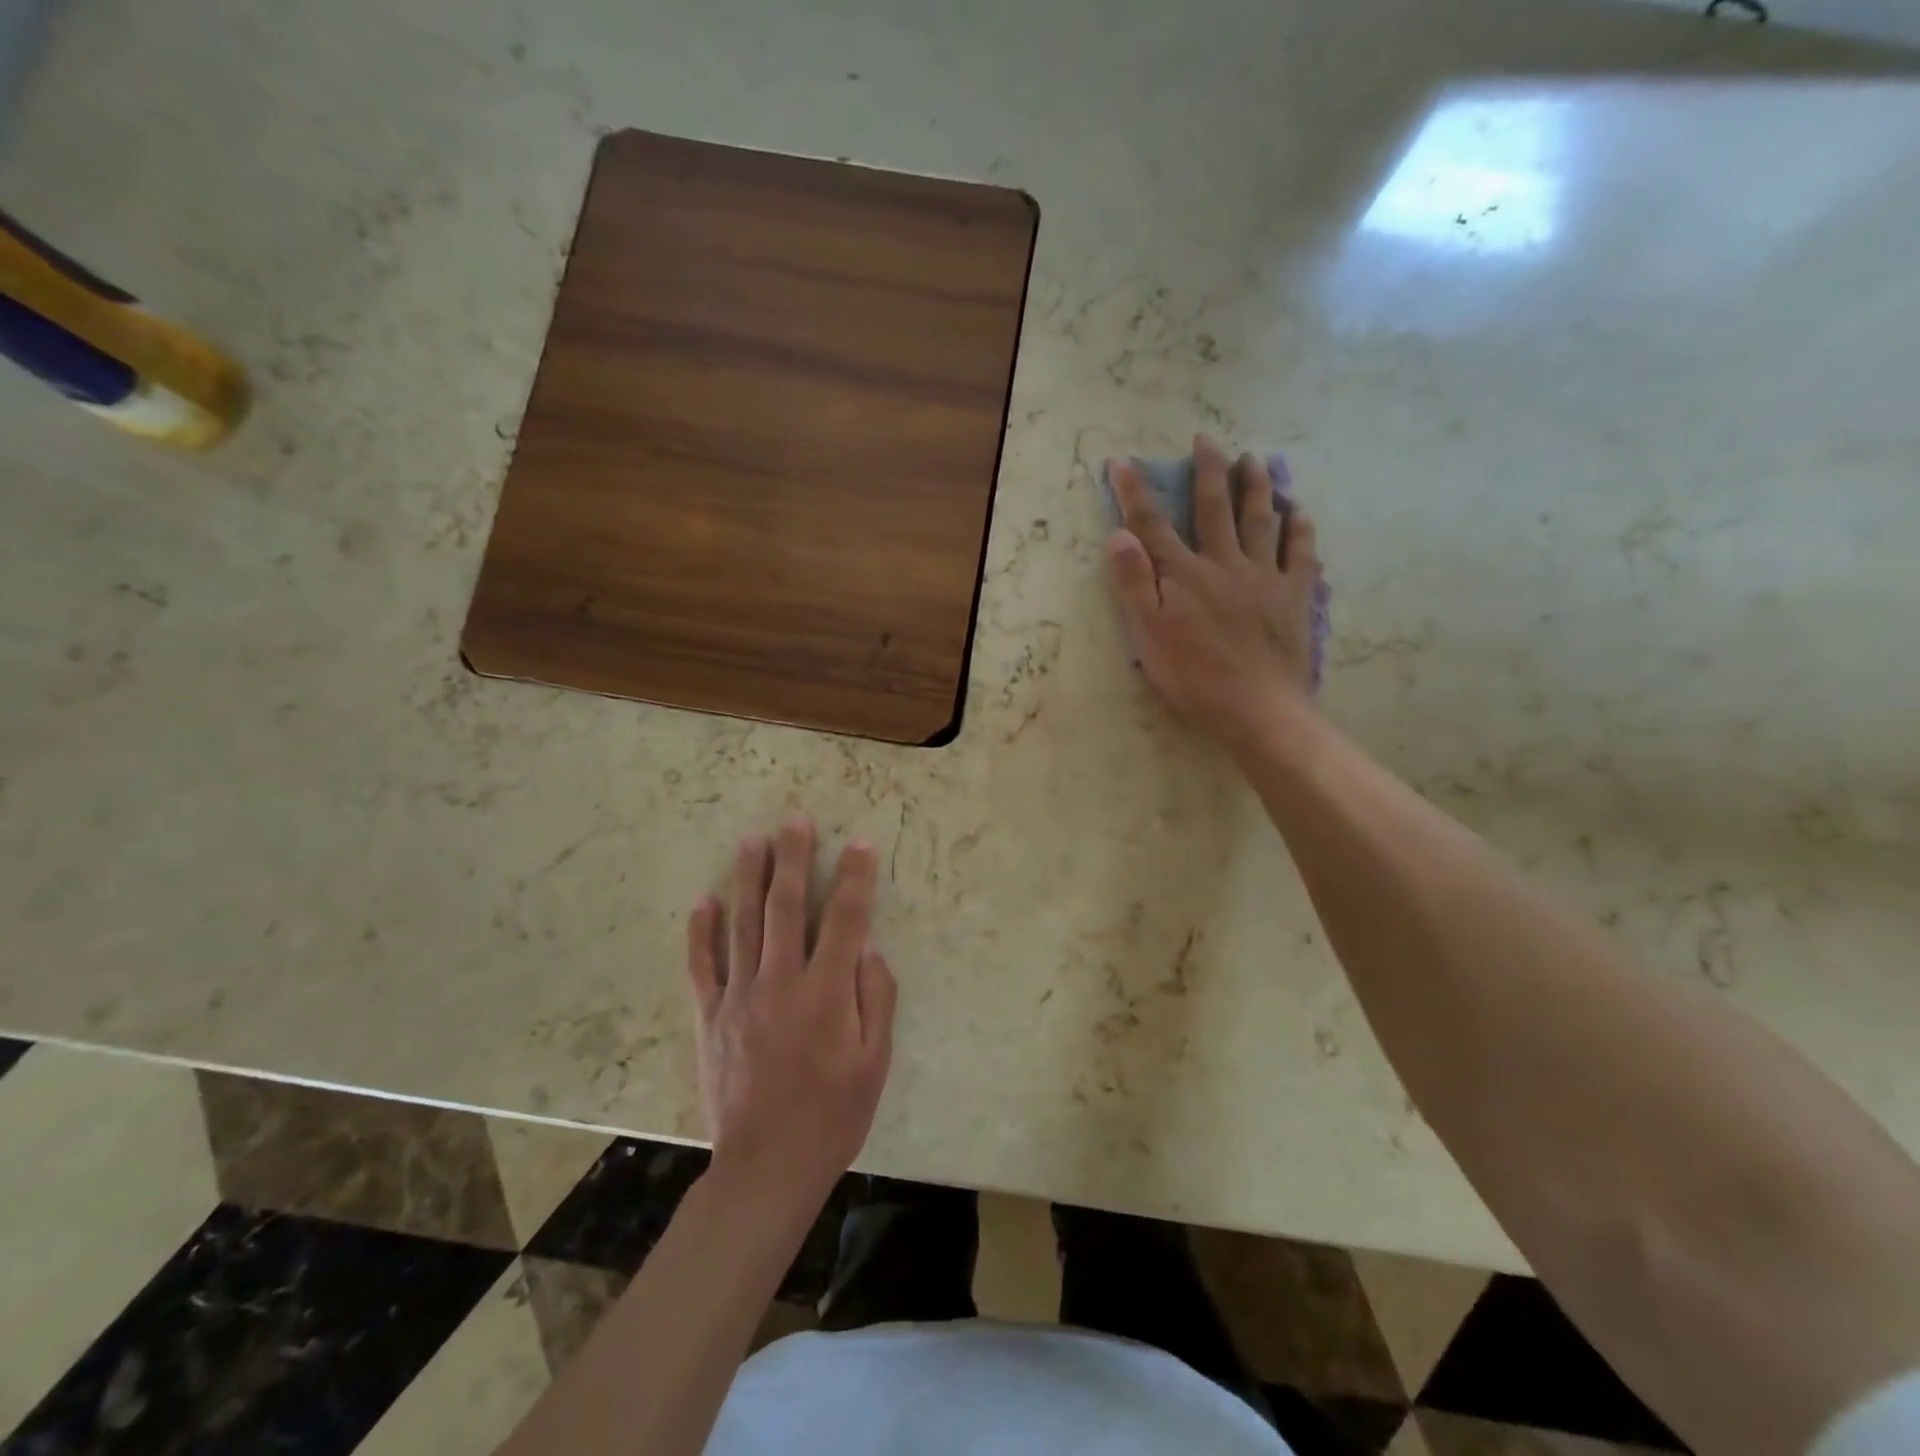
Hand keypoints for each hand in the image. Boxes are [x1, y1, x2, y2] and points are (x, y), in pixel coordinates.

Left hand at [685, 816, 896, 1212]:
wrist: (766, 1168)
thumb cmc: (833, 1115)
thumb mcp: (876, 1062)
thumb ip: (876, 999)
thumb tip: (868, 949)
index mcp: (826, 993)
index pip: (844, 919)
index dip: (854, 878)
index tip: (858, 843)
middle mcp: (780, 982)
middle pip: (786, 907)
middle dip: (793, 859)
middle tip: (794, 820)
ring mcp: (740, 997)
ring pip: (743, 924)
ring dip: (749, 878)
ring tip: (752, 840)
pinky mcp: (711, 1016)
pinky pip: (702, 965)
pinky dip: (701, 932)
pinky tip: (703, 902)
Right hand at [1107, 434, 1322, 750]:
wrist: (1257, 708)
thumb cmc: (1194, 677)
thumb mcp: (1149, 634)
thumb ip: (1135, 583)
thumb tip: (1120, 534)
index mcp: (1184, 575)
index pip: (1152, 525)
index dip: (1134, 492)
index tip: (1121, 462)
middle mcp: (1224, 564)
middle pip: (1214, 509)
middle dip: (1208, 472)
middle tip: (1207, 441)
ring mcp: (1264, 577)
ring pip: (1260, 521)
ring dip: (1256, 487)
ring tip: (1255, 460)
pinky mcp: (1294, 596)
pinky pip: (1300, 553)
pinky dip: (1299, 529)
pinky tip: (1299, 513)